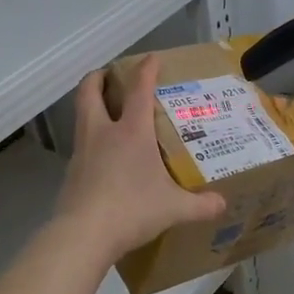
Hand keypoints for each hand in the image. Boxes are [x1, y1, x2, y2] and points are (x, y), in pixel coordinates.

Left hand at [54, 55, 227, 264]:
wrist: (83, 235)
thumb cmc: (132, 210)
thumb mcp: (173, 209)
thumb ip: (200, 205)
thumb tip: (222, 204)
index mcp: (131, 132)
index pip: (139, 90)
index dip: (146, 70)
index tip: (151, 58)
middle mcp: (102, 133)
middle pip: (90, 91)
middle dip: (99, 77)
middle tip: (111, 76)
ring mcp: (82, 152)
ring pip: (81, 116)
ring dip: (91, 105)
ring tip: (108, 111)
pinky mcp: (71, 173)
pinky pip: (81, 145)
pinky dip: (91, 140)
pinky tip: (103, 155)